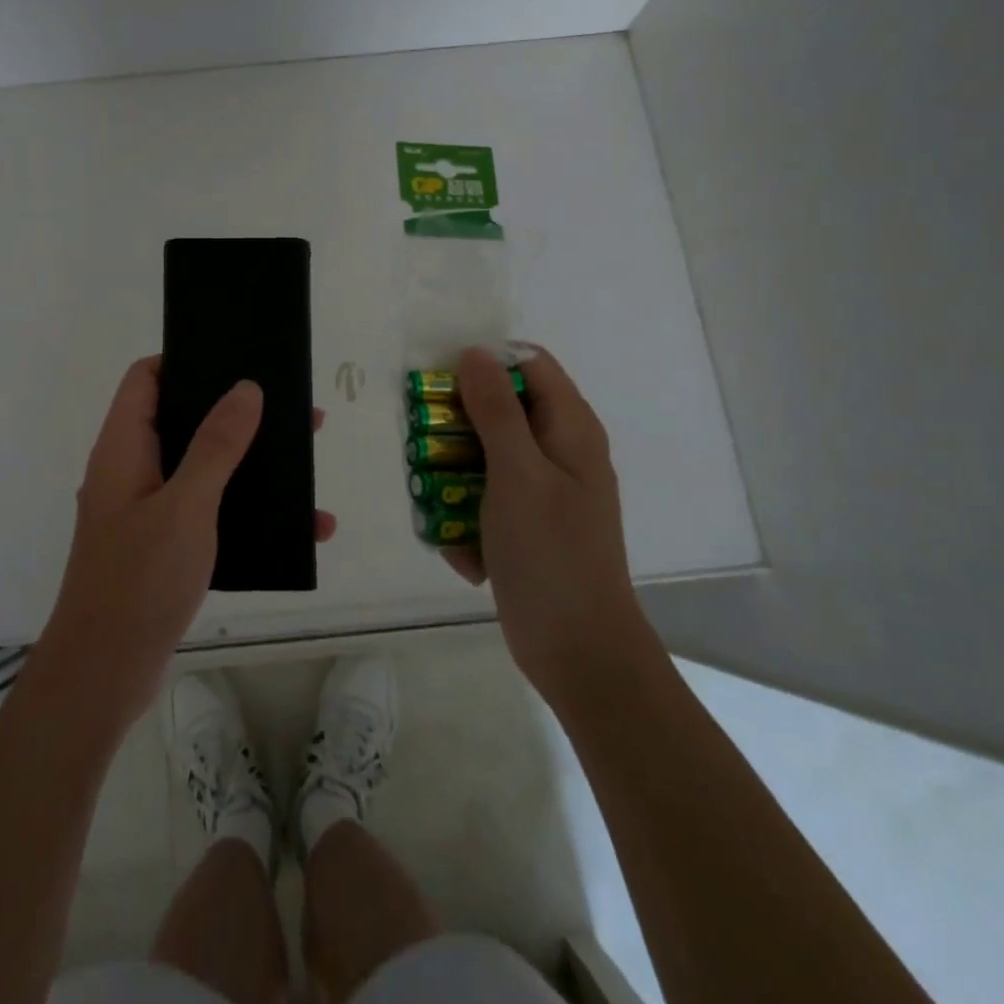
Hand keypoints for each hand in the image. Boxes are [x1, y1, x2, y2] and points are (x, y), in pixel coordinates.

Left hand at [37, 357, 335, 729]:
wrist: (104, 675)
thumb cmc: (139, 580)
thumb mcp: (185, 506)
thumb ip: (215, 446)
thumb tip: (245, 388)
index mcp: (123, 448)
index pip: (145, 379)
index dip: (183, 359)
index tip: (234, 357)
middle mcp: (131, 471)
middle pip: (182, 420)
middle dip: (235, 414)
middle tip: (291, 411)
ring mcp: (147, 510)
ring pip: (202, 468)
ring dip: (249, 464)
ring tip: (303, 464)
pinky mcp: (164, 546)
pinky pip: (210, 512)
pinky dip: (247, 512)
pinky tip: (297, 529)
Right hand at [445, 345, 643, 698]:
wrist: (577, 651)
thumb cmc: (550, 553)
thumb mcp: (517, 473)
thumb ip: (496, 410)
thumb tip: (475, 352)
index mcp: (569, 429)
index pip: (528, 364)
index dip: (485, 364)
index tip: (441, 383)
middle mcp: (558, 452)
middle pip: (500, 409)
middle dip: (457, 426)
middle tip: (425, 445)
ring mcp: (541, 492)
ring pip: (483, 457)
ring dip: (452, 477)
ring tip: (433, 501)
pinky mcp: (524, 526)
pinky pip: (484, 501)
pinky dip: (467, 519)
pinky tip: (464, 551)